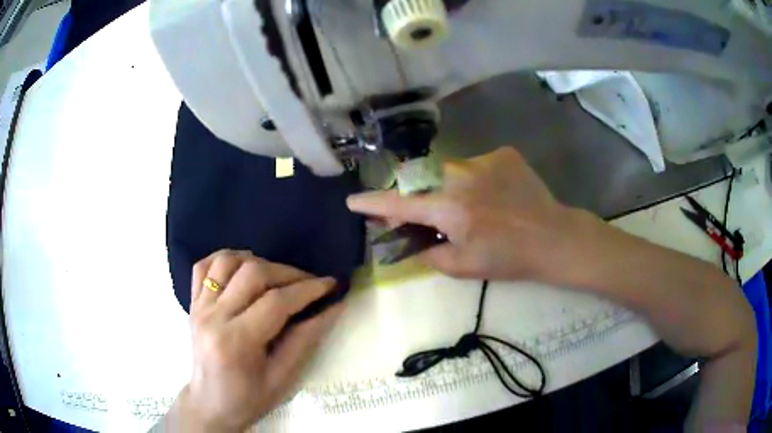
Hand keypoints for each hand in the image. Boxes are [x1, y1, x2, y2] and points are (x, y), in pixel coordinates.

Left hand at [166, 250, 342, 431]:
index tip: (330, 284)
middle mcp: (213, 317)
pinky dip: (225, 259)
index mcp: (236, 342)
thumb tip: (334, 308)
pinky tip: (242, 267)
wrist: (210, 404)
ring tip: (277, 275)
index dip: (307, 290)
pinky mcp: (193, 303)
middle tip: (310, 282)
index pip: (275, 302)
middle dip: (288, 273)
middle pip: (252, 273)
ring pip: (227, 261)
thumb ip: (306, 339)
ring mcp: (199, 307)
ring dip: (257, 261)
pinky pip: (204, 266)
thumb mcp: (283, 378)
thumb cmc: (249, 398)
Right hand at [347, 147, 583, 281]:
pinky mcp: (502, 154)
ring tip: (472, 208)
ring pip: (448, 170)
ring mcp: (484, 160)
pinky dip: (475, 180)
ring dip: (448, 188)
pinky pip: (475, 164)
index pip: (399, 203)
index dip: (372, 203)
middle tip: (430, 216)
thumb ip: (428, 252)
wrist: (554, 238)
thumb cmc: (508, 258)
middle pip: (422, 180)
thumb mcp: (463, 266)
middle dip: (418, 197)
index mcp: (450, 208)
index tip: (353, 202)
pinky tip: (494, 195)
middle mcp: (461, 176)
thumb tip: (407, 238)